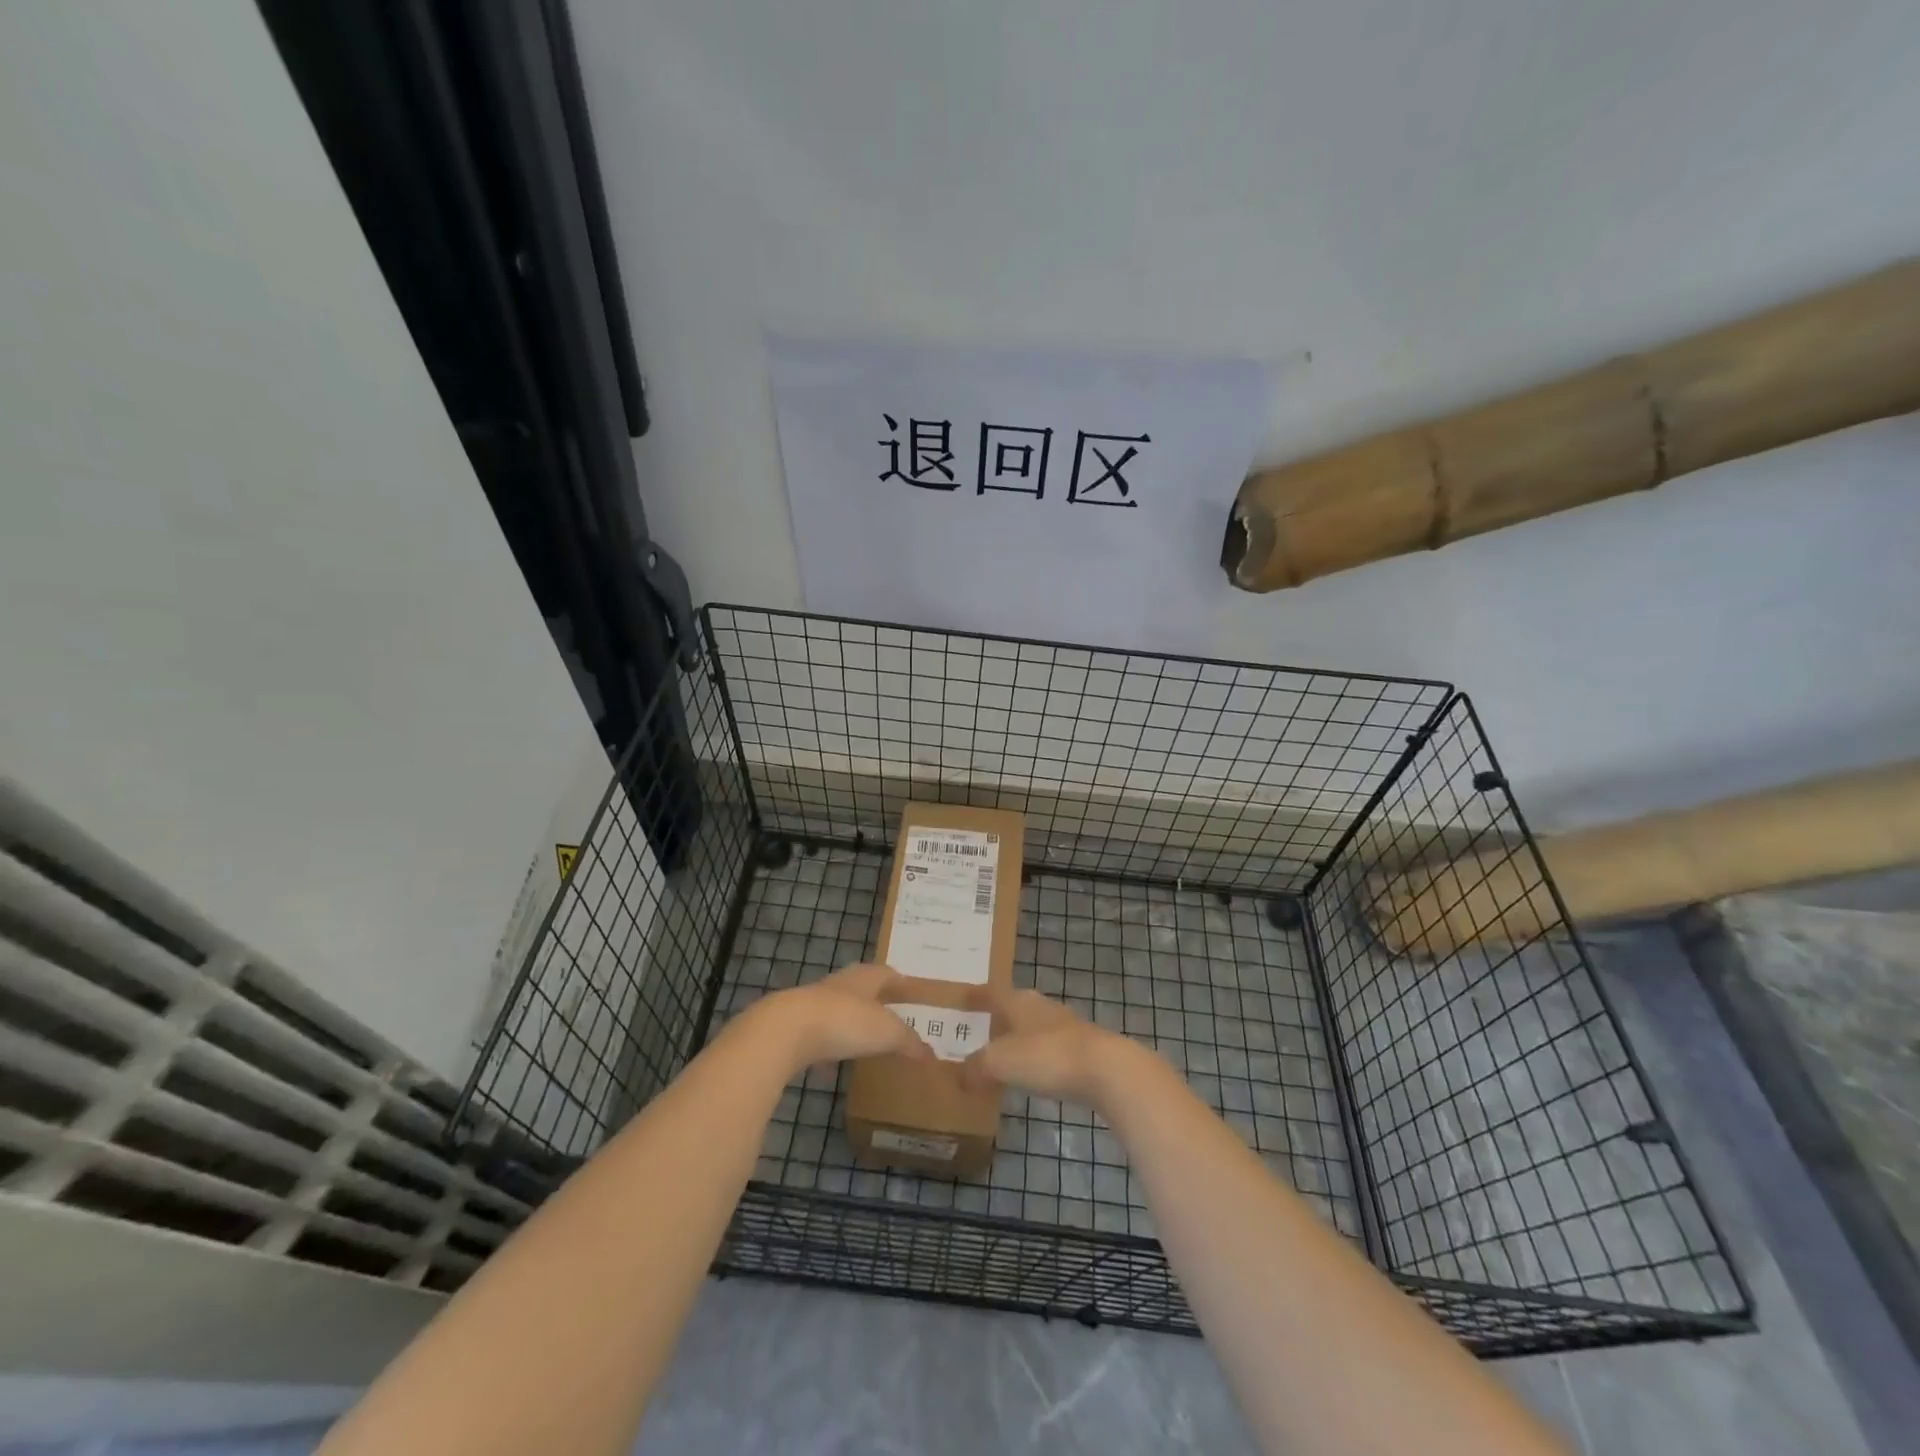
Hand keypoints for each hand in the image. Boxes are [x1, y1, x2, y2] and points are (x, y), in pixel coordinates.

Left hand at [747, 963, 933, 1075]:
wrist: (786, 1030)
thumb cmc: (846, 1021)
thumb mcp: (887, 1032)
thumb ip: (909, 1042)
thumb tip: (931, 1055)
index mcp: (864, 978)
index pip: (886, 973)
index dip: (900, 982)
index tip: (911, 991)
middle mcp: (839, 985)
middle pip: (861, 988)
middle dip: (875, 1000)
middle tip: (892, 1016)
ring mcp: (813, 1005)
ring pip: (838, 1010)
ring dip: (850, 1023)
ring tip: (864, 1041)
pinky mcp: (794, 1027)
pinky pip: (818, 1036)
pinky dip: (828, 1048)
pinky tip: (832, 1067)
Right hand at [958, 986, 1128, 1109]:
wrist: (1106, 1069)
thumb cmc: (1047, 1056)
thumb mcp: (1000, 1063)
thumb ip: (976, 1067)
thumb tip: (959, 1075)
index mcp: (1019, 1001)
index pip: (992, 992)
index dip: (976, 996)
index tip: (962, 997)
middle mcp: (1041, 1007)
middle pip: (1014, 1007)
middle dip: (997, 1017)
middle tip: (977, 1029)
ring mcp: (1065, 1027)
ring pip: (1033, 1028)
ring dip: (1017, 1039)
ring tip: (1000, 1054)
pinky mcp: (1082, 1049)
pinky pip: (1048, 1049)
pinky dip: (1035, 1057)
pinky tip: (1031, 1073)